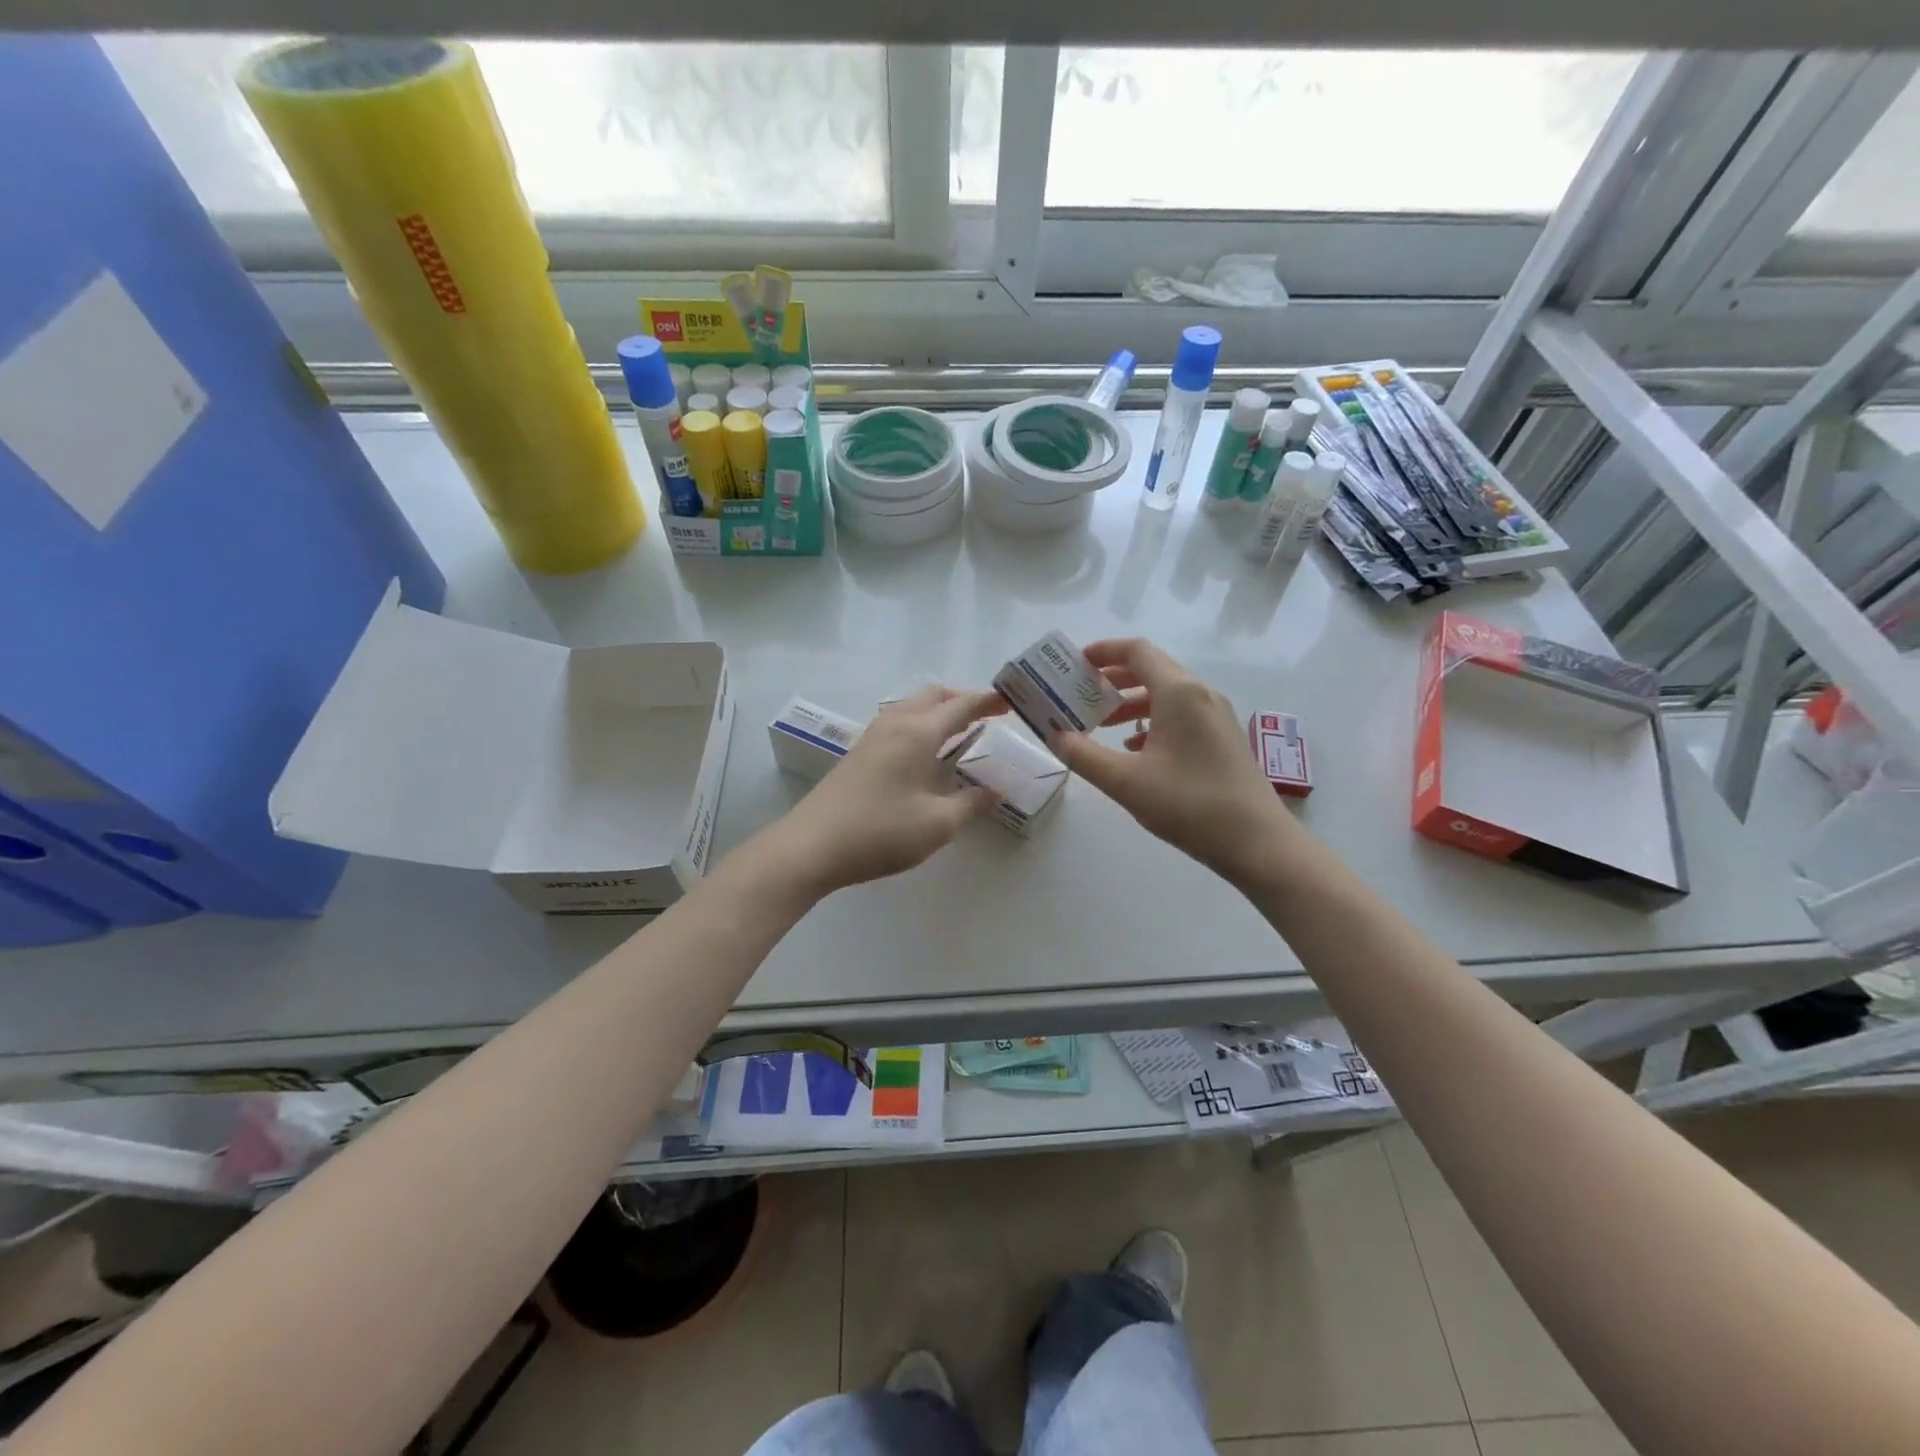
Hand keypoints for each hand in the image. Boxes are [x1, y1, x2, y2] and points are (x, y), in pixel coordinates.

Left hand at [767, 686, 1005, 896]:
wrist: (811, 846)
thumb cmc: (880, 832)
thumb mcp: (937, 824)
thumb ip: (972, 804)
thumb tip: (997, 793)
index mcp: (918, 732)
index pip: (961, 705)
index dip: (989, 702)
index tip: (1012, 703)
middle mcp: (895, 723)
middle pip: (934, 695)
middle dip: (964, 700)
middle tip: (989, 717)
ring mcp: (873, 735)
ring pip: (913, 706)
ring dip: (940, 710)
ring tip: (961, 732)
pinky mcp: (859, 752)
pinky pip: (899, 722)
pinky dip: (922, 724)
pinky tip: (927, 752)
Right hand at [1052, 638, 1294, 880]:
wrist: (1257, 842)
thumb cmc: (1188, 804)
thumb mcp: (1125, 781)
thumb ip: (1083, 755)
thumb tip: (1055, 735)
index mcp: (1178, 692)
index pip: (1136, 652)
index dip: (1103, 651)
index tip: (1074, 663)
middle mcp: (1200, 694)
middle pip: (1152, 669)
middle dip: (1112, 678)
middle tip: (1080, 693)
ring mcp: (1216, 716)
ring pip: (1166, 694)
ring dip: (1131, 702)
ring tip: (1100, 724)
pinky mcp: (1223, 738)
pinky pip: (1181, 715)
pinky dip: (1152, 721)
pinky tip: (1134, 749)